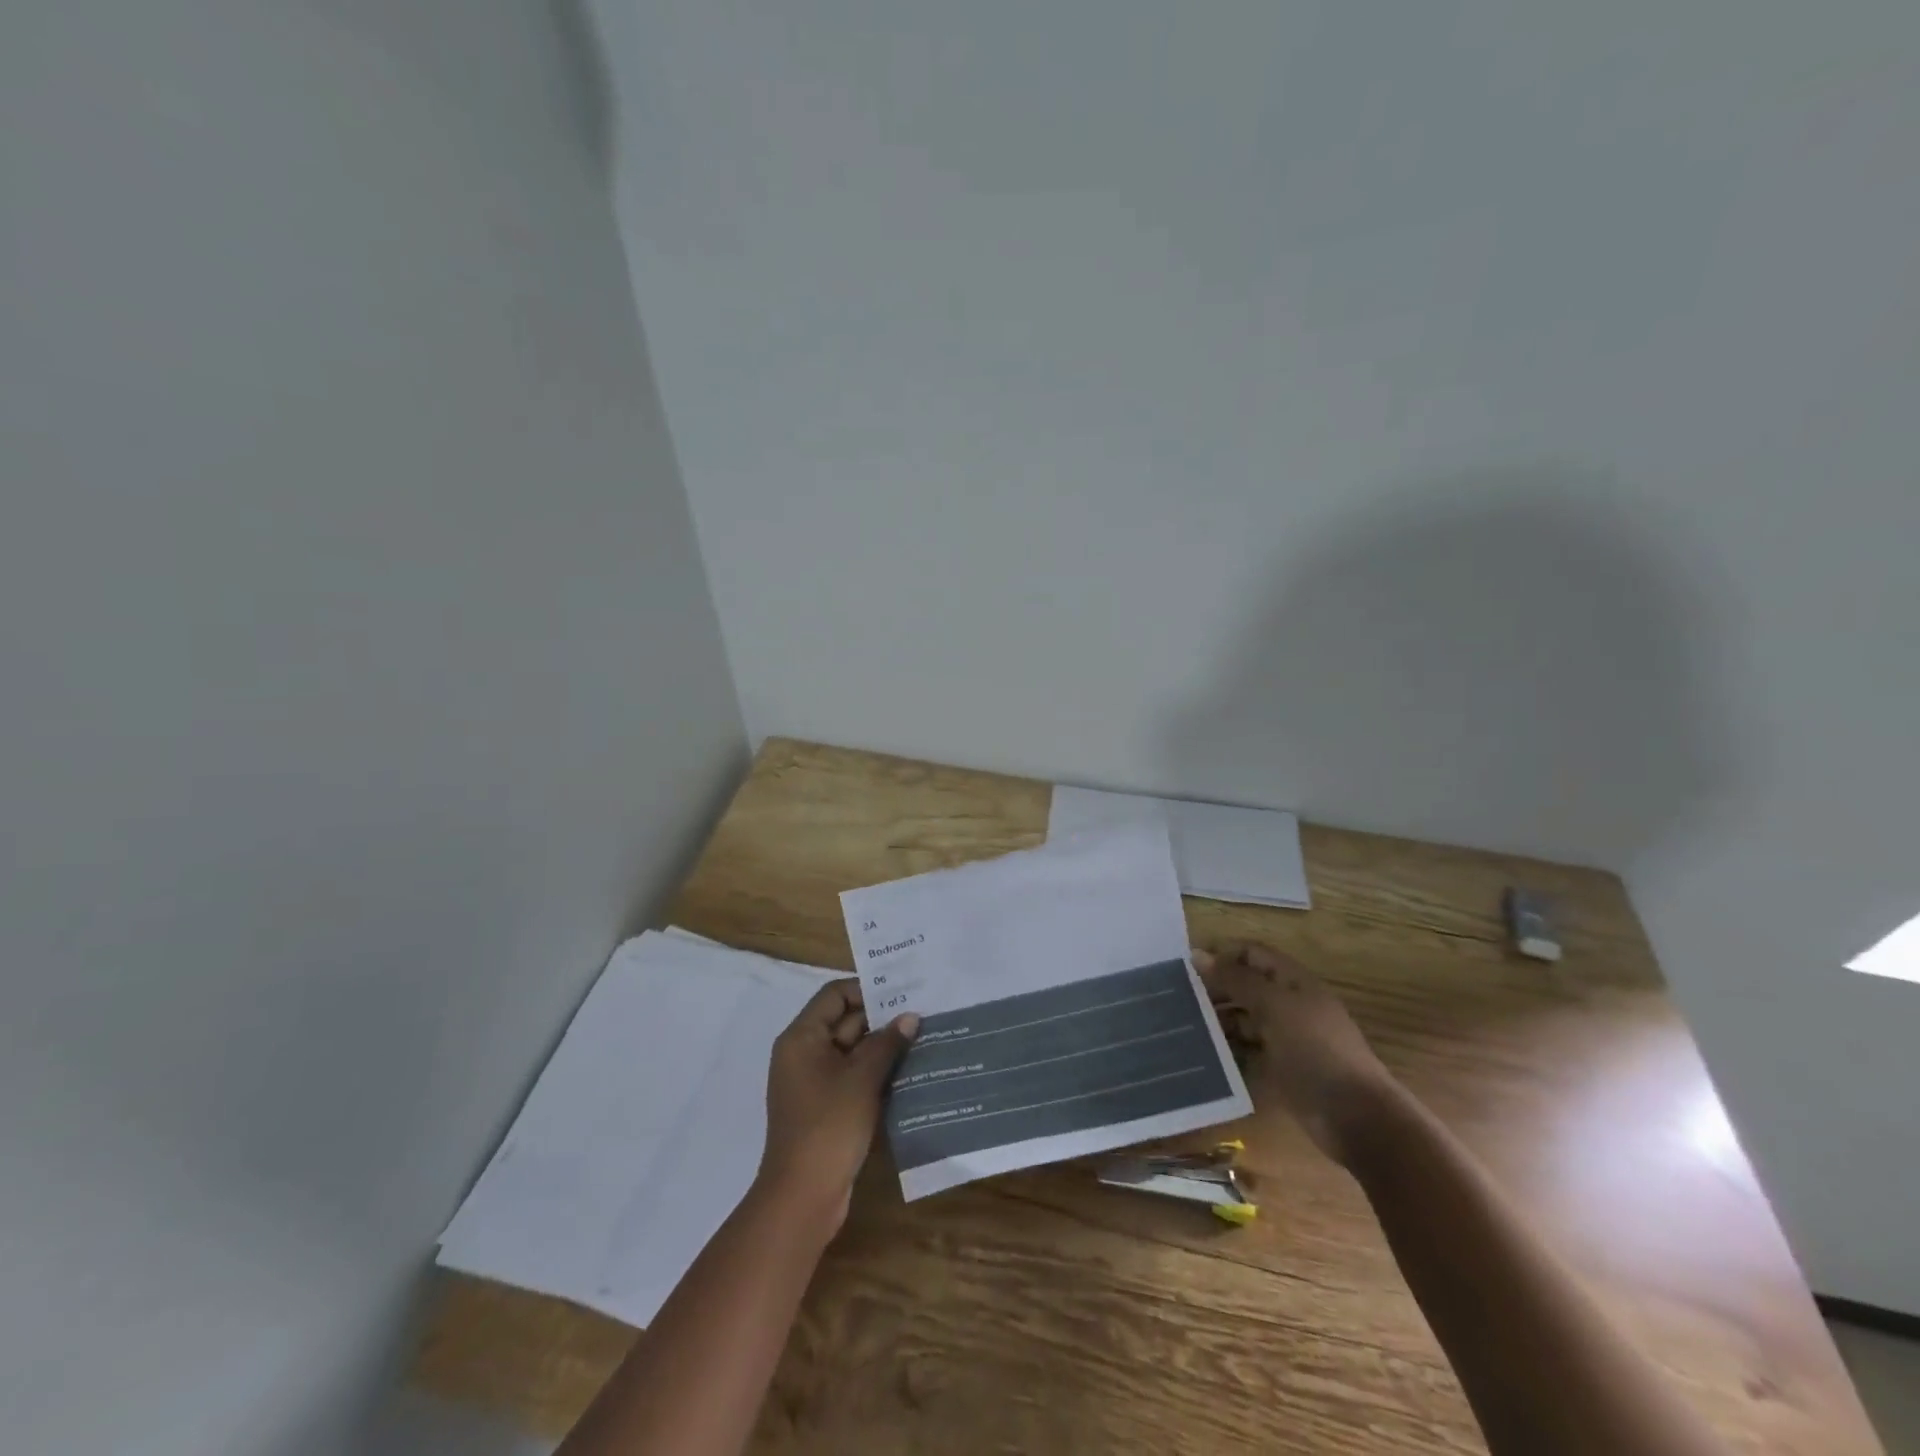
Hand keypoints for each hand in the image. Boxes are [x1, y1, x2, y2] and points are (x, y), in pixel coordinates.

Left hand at [756, 979, 918, 1231]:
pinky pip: (852, 1077)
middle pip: (844, 1021)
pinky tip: (909, 1072)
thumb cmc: (828, 1126)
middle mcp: (803, 1054)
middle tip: (923, 1013)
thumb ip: (887, 1043)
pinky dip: (876, 1072)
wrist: (802, 1197)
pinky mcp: (825, 1107)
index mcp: (802, 1038)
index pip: (835, 995)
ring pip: (852, 1051)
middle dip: (882, 1019)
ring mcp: (814, 1082)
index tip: (903, 991)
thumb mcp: (862, 1079)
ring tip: (923, 1039)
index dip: (867, 989)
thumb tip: (910, 1016)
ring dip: (883, 1047)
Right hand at [1195, 944, 1395, 1164]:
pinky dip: (1228, 1047)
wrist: (1355, 1116)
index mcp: (1293, 981)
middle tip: (1179, 998)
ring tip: (1186, 1025)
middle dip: (1216, 987)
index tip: (1187, 967)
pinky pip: (1248, 1049)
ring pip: (1245, 1017)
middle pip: (1247, 985)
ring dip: (1218, 1018)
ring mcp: (1286, 1037)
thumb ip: (1236, 979)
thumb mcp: (1273, 1007)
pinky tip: (1204, 1052)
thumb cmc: (1315, 1049)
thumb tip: (1197, 954)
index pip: (1251, 954)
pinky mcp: (1281, 1068)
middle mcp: (1289, 1004)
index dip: (1222, 954)